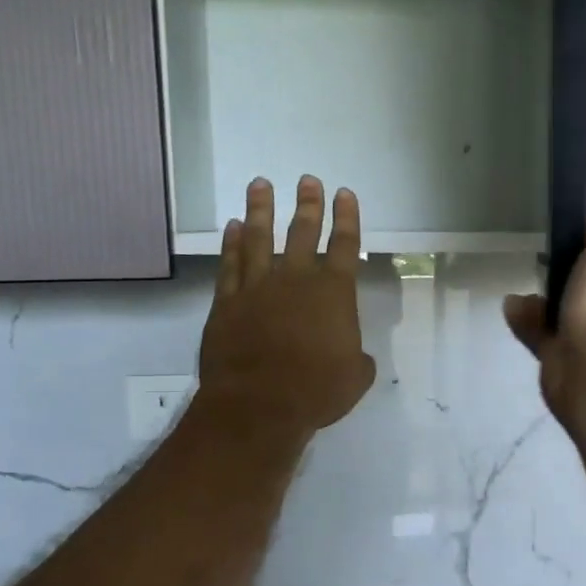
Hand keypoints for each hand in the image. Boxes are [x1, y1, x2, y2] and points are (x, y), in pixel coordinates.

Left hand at [198, 176, 376, 436]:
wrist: (258, 404)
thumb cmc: (317, 391)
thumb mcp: (355, 377)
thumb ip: (357, 359)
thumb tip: (355, 355)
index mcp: (334, 293)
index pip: (345, 245)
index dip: (347, 218)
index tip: (344, 194)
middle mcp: (296, 280)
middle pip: (303, 232)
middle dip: (308, 204)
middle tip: (308, 180)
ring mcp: (258, 287)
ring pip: (260, 239)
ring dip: (261, 210)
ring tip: (260, 184)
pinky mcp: (227, 302)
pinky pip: (230, 264)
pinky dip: (232, 243)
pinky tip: (233, 227)